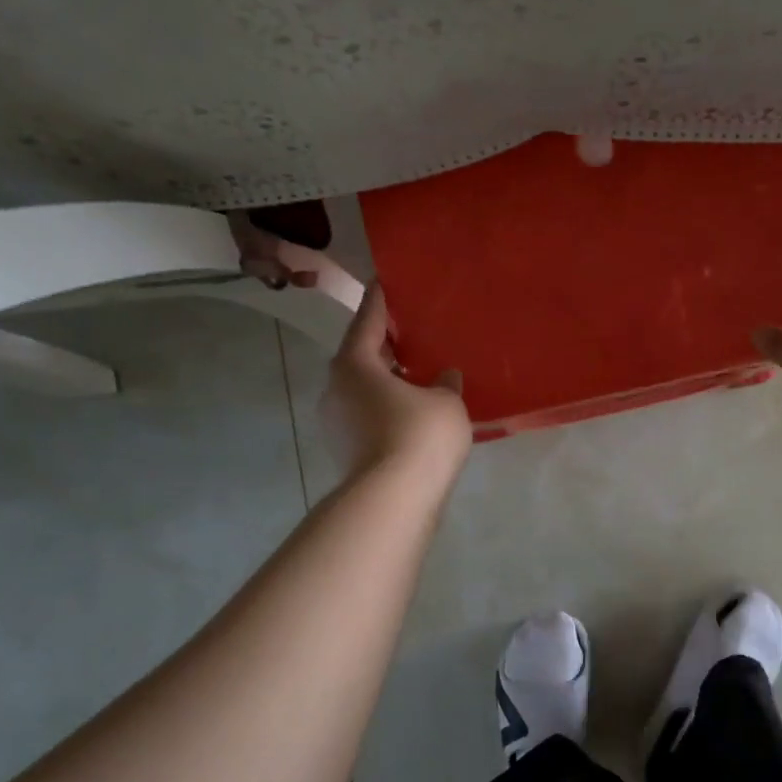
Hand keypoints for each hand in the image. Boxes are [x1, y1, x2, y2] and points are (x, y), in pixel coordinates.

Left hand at [322, 282, 471, 480]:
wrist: (392, 500)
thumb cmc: (419, 436)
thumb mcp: (446, 402)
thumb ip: (446, 383)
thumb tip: (444, 376)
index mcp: (354, 364)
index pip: (367, 320)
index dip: (379, 300)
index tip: (383, 281)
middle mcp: (336, 388)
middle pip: (361, 356)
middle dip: (385, 345)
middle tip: (411, 333)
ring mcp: (336, 422)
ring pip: (363, 389)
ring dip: (387, 381)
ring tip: (418, 376)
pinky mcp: (345, 450)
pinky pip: (367, 415)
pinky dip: (387, 408)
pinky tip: (413, 414)